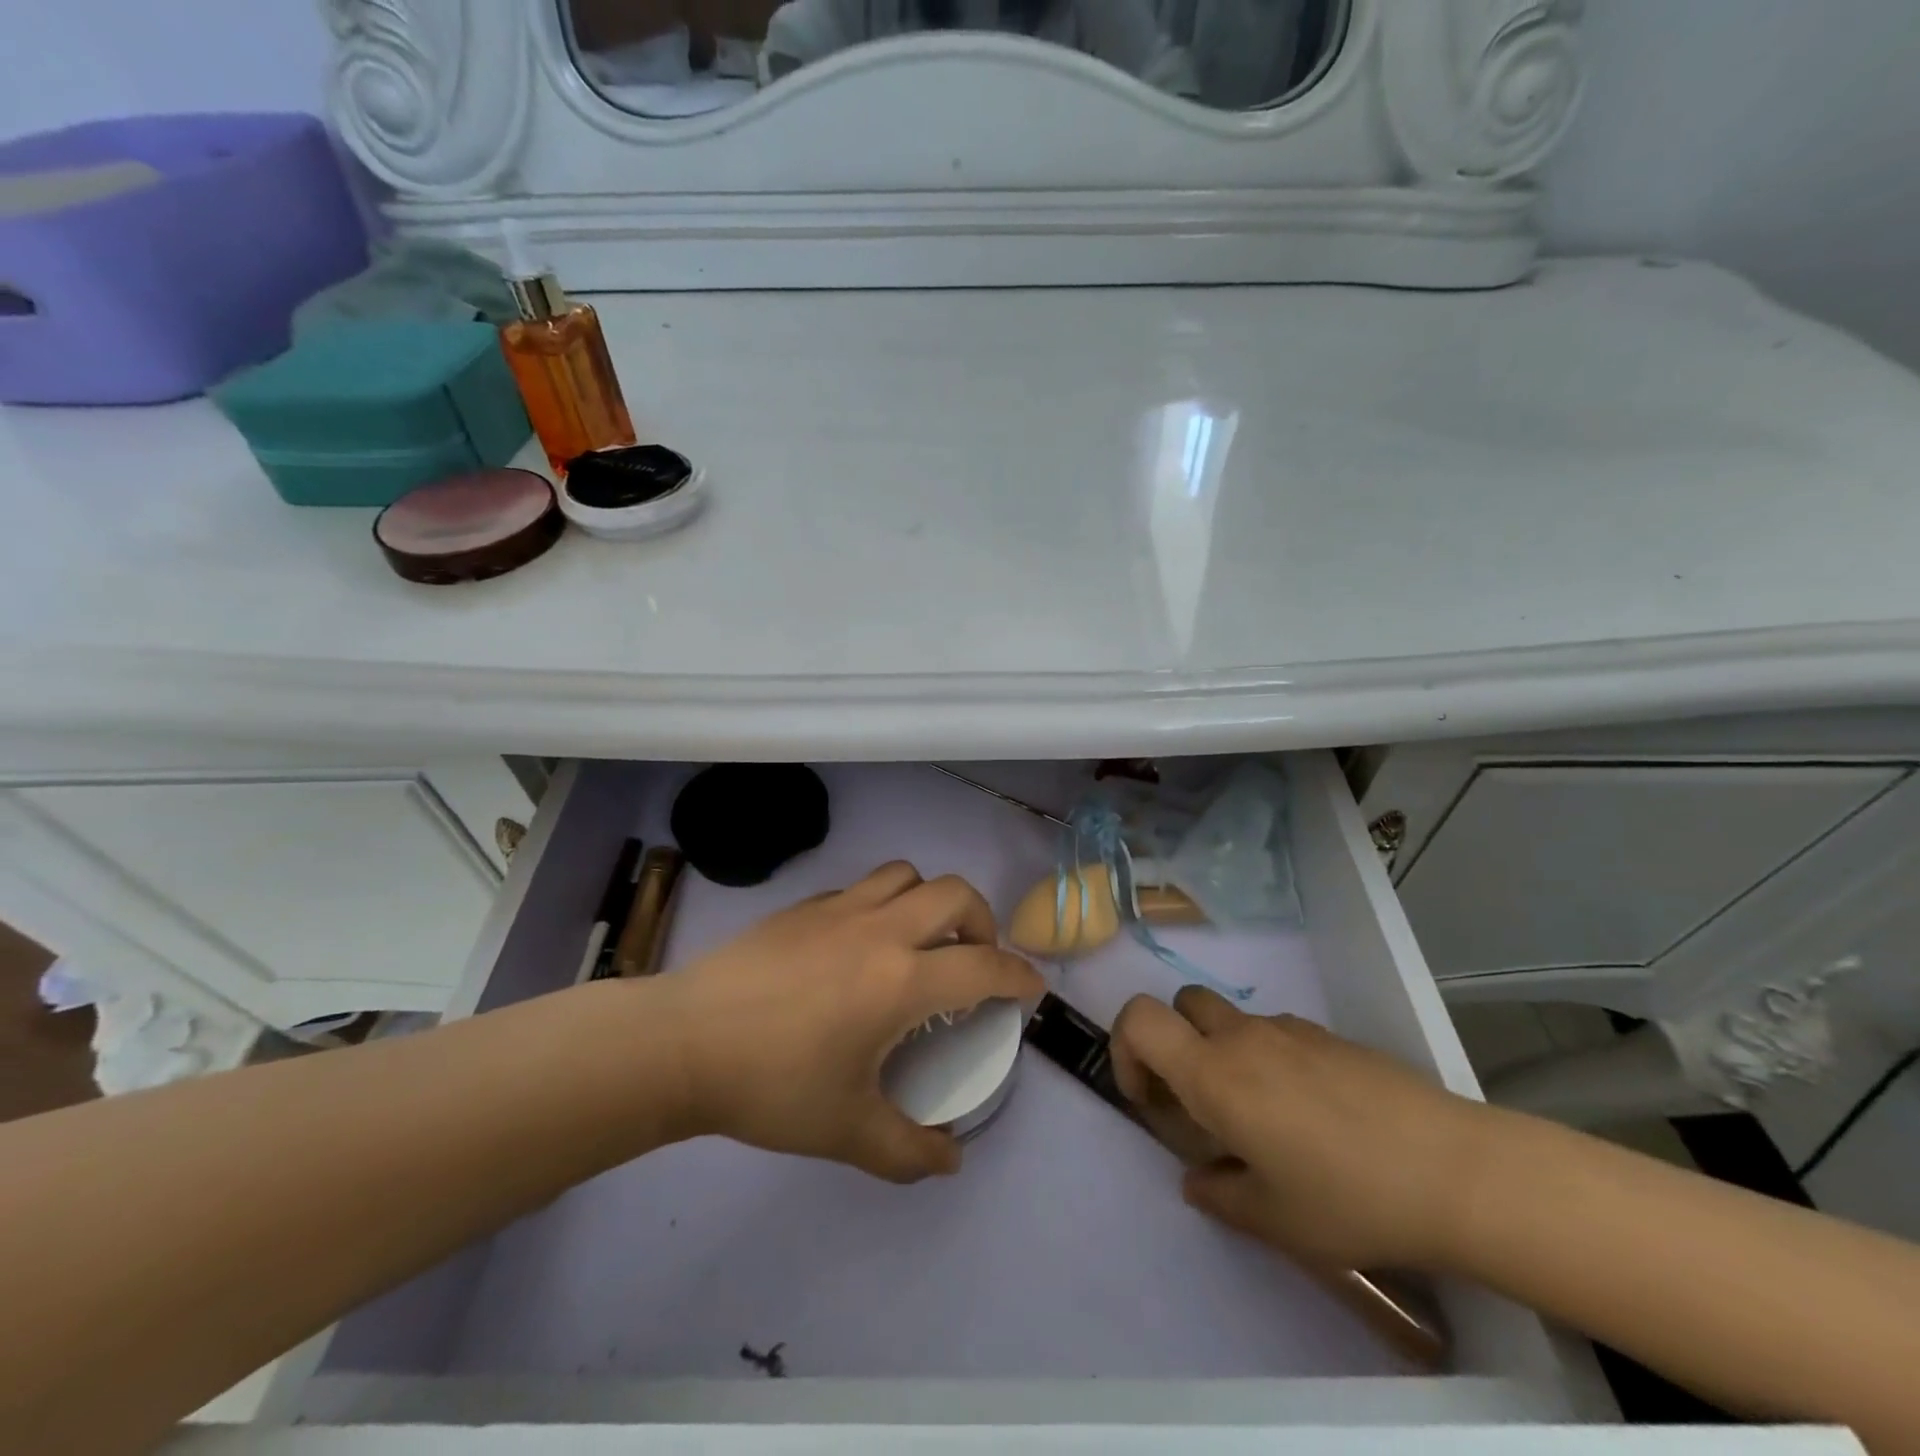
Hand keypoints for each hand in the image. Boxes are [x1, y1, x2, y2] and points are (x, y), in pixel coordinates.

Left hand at [652, 862, 1042, 1182]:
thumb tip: (951, 1160)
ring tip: (920, 939)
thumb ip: (908, 1151)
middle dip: (982, 921)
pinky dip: (881, 904)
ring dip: (929, 900)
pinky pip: (861, 888)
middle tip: (974, 958)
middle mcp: (880, 931)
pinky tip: (859, 944)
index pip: (984, 965)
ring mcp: (839, 910)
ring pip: (907, 875)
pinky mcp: (803, 906)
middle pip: (956, 894)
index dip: (1018, 975)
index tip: (1030, 988)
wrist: (683, 1042)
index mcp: (901, 981)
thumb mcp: (846, 1131)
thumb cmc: (771, 1085)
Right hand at [1110, 986, 1493, 1269]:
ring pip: (1231, 1019)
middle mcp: (1242, 1037)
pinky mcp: (1328, 1034)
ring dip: (1224, 1052)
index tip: (1148, 1098)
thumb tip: (1198, 1181)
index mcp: (1213, 1074)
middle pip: (1181, 1004)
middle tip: (1199, 1100)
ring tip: (1263, 1115)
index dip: (1125, 1049)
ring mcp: (1288, 1029)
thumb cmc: (1349, 1197)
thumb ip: (1220, 1196)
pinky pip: (1277, 1032)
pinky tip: (1312, 1111)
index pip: (1139, 1019)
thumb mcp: (1275, 1219)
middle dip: (1174, 1042)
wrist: (1454, 1170)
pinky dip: (1269, 1057)